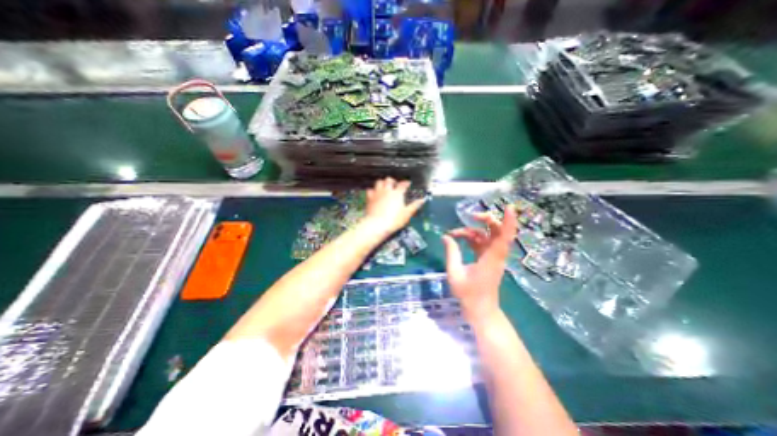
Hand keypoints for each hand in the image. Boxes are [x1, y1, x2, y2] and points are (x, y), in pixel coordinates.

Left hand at [363, 177, 424, 234]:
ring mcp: (377, 193)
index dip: (406, 183)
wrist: (377, 225)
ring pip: (379, 182)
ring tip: (385, 186)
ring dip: (382, 183)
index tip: (408, 184)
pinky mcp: (370, 198)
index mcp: (397, 193)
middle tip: (395, 184)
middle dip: (392, 181)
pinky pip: (369, 190)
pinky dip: (372, 190)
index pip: (402, 184)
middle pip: (389, 180)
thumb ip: (414, 206)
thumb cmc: (393, 220)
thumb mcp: (407, 214)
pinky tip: (374, 193)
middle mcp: (387, 191)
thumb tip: (422, 200)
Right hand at [439, 206, 518, 320]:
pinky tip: (459, 238)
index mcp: (491, 258)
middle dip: (486, 220)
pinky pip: (482, 243)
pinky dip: (472, 238)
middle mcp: (496, 255)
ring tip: (454, 233)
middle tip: (470, 216)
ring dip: (472, 231)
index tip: (510, 207)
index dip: (509, 221)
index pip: (504, 236)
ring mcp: (493, 257)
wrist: (480, 310)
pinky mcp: (488, 259)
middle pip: (497, 231)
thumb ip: (451, 253)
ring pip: (487, 236)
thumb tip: (446, 236)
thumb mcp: (455, 273)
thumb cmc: (468, 294)